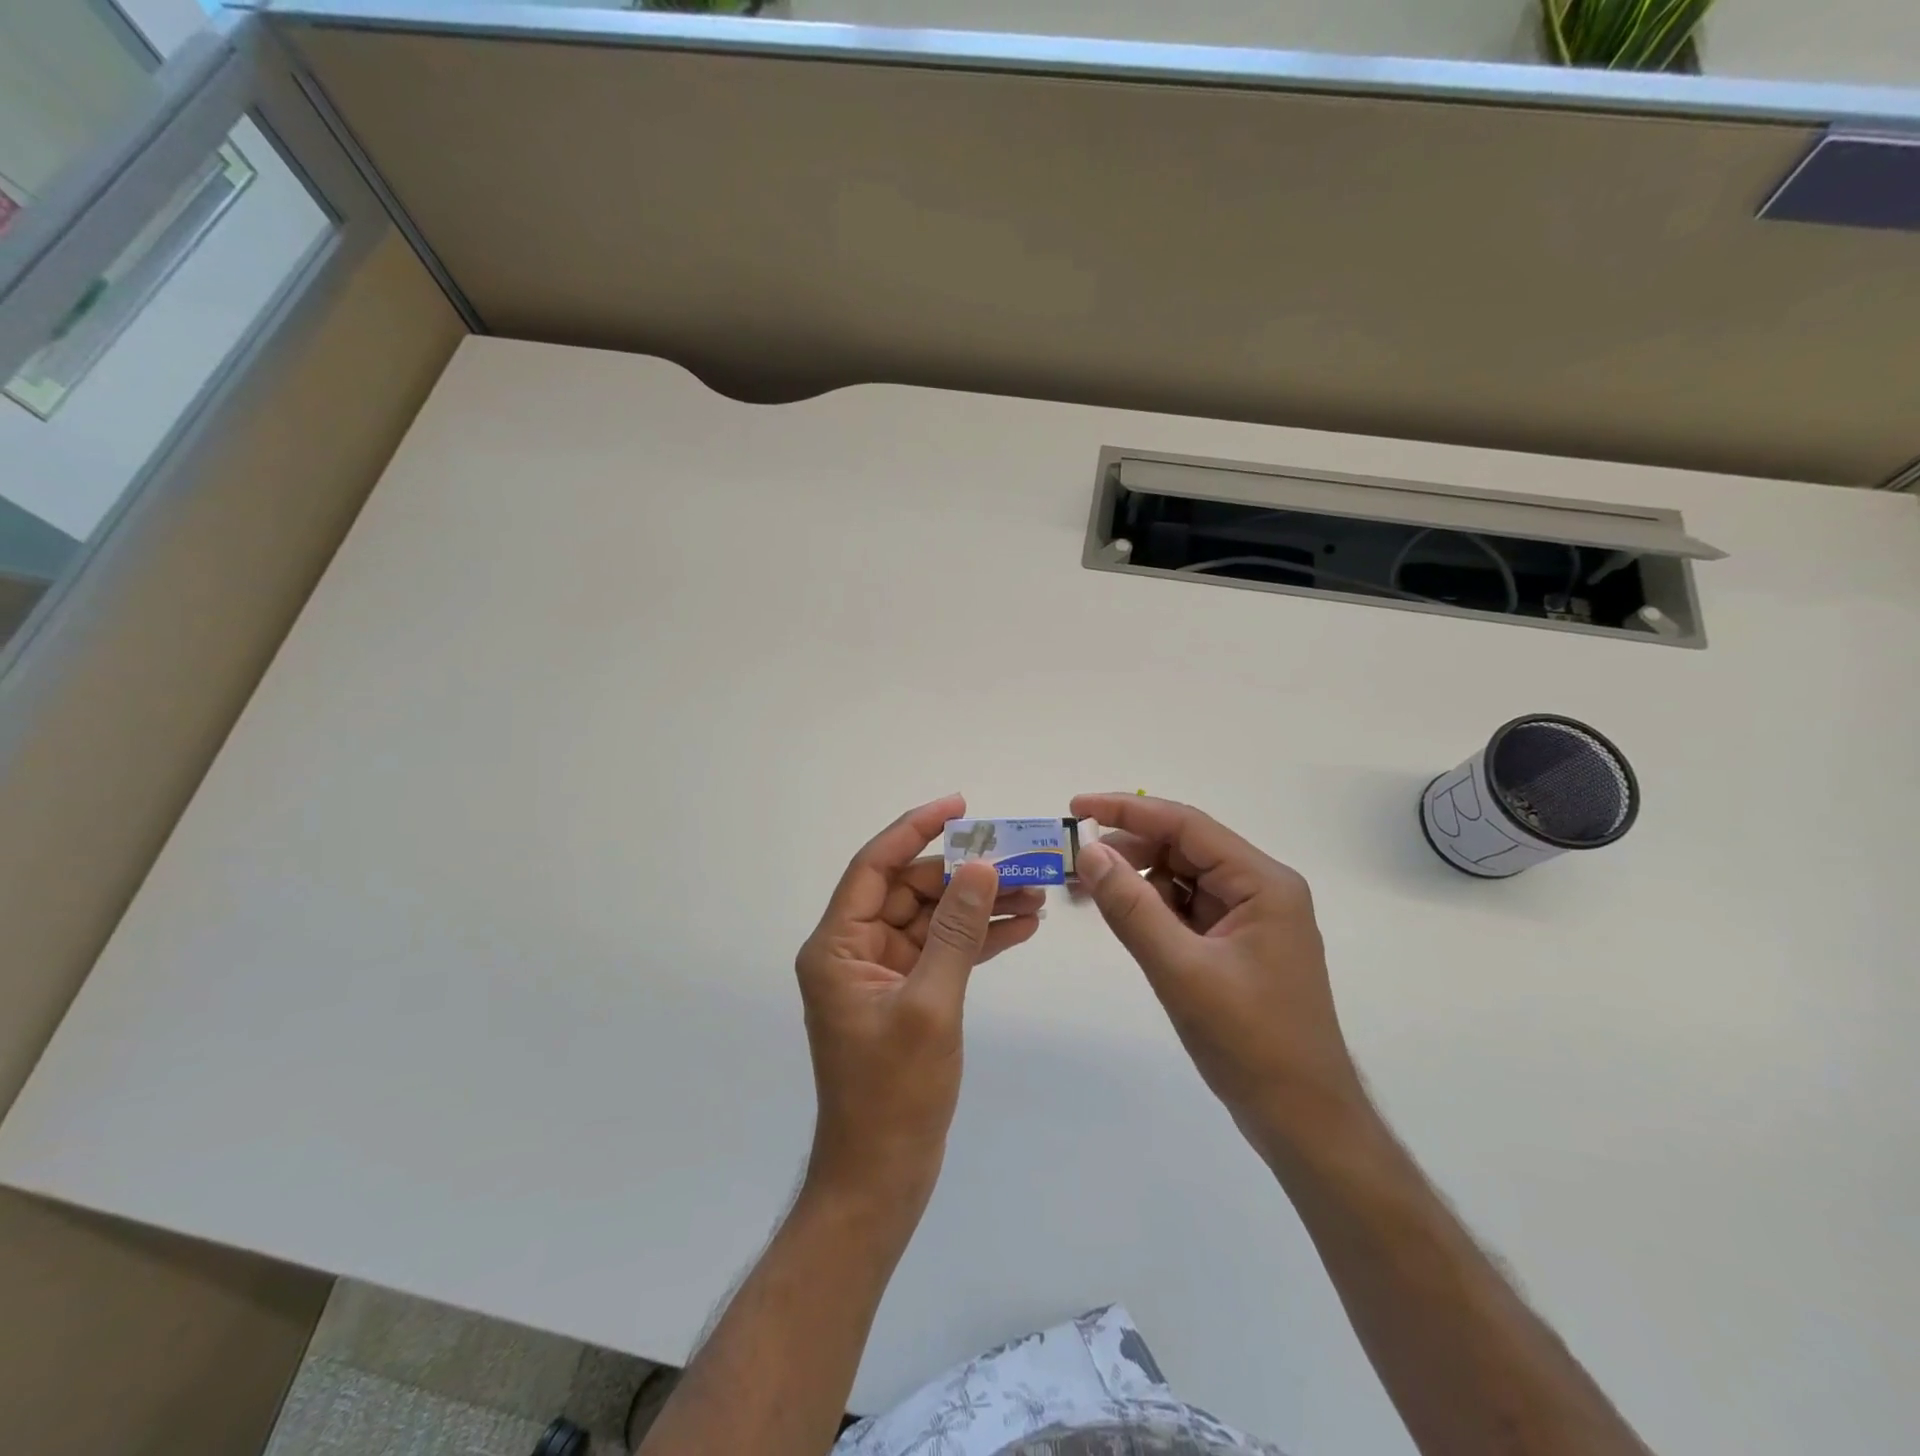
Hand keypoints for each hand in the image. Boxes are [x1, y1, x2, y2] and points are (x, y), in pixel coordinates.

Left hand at [796, 795, 1042, 1209]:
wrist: (882, 1177)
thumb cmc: (895, 1094)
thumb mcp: (930, 1004)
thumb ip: (956, 931)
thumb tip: (981, 866)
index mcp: (838, 945)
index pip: (875, 867)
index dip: (915, 829)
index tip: (960, 806)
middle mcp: (855, 950)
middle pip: (910, 890)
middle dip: (964, 874)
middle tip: (1020, 859)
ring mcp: (883, 973)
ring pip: (933, 919)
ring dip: (978, 905)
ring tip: (1036, 891)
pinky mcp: (908, 994)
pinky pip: (943, 951)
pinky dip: (977, 938)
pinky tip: (1021, 926)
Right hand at [1070, 793, 1366, 1152]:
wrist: (1302, 1120)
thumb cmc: (1250, 1042)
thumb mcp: (1181, 970)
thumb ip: (1131, 907)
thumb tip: (1089, 852)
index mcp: (1262, 883)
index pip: (1187, 825)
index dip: (1128, 811)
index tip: (1077, 808)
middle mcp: (1259, 889)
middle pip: (1183, 849)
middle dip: (1127, 850)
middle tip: (1073, 862)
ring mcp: (1249, 918)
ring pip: (1181, 879)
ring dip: (1135, 880)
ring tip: (1085, 891)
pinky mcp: (1236, 945)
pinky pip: (1185, 910)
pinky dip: (1150, 908)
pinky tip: (1119, 915)